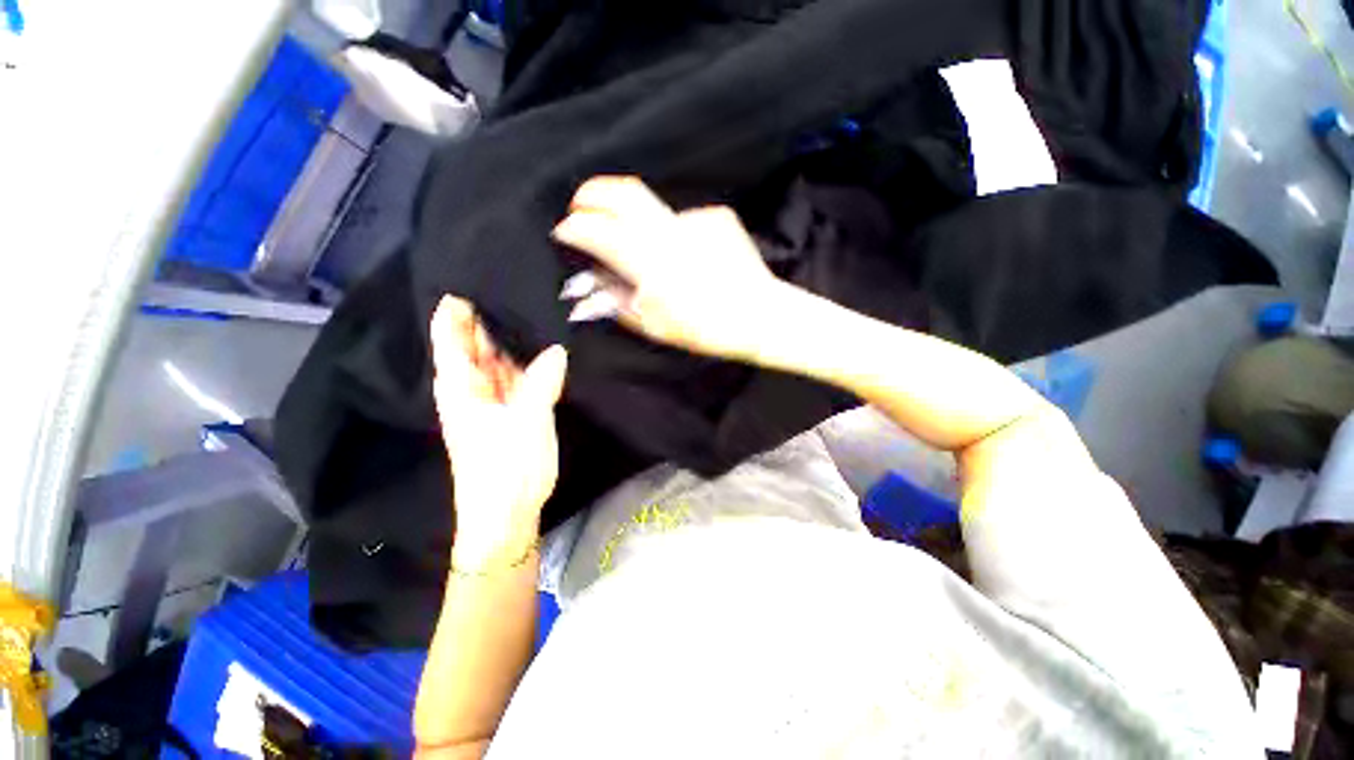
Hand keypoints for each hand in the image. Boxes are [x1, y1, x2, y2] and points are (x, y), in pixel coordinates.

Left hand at [430, 296, 567, 569]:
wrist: (508, 513)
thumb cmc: (506, 469)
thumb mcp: (526, 422)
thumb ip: (541, 381)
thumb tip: (557, 349)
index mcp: (462, 387)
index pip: (451, 337)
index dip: (456, 309)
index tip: (472, 277)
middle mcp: (474, 388)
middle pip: (476, 344)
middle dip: (490, 317)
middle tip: (515, 285)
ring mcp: (495, 400)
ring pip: (500, 360)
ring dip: (513, 339)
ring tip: (534, 308)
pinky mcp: (514, 411)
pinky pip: (519, 377)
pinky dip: (529, 362)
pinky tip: (545, 347)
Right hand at [552, 176, 785, 361]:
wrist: (761, 315)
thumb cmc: (707, 329)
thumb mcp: (656, 327)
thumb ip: (619, 302)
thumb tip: (593, 283)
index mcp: (650, 264)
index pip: (597, 230)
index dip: (574, 227)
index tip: (564, 231)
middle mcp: (669, 232)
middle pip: (622, 192)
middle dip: (592, 192)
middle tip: (581, 204)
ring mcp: (695, 219)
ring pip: (653, 208)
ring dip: (637, 221)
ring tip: (647, 249)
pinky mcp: (716, 216)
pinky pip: (683, 221)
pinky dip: (675, 236)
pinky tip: (691, 258)